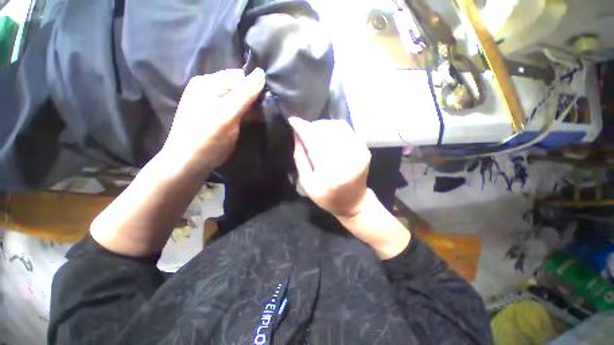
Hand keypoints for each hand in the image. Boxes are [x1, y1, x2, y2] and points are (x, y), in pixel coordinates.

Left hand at [162, 68, 265, 170]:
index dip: (254, 87)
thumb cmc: (207, 137)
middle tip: (264, 112)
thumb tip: (262, 73)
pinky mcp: (218, 117)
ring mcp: (214, 104)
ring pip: (239, 100)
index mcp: (208, 83)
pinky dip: (246, 114)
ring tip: (261, 117)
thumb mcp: (227, 114)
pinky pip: (236, 110)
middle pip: (239, 87)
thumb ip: (245, 94)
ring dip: (251, 107)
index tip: (266, 102)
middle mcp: (210, 90)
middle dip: (253, 98)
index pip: (239, 77)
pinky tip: (252, 121)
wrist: (190, 162)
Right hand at [288, 117, 370, 218]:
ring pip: (338, 127)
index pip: (314, 142)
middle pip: (326, 132)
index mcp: (330, 173)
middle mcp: (347, 160)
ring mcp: (359, 153)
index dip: (302, 128)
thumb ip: (300, 158)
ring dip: (323, 126)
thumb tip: (297, 134)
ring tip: (315, 132)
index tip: (292, 120)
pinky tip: (328, 135)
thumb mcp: (307, 183)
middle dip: (312, 127)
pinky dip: (334, 128)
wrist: (354, 202)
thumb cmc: (327, 197)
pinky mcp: (364, 150)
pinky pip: (347, 130)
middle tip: (304, 130)